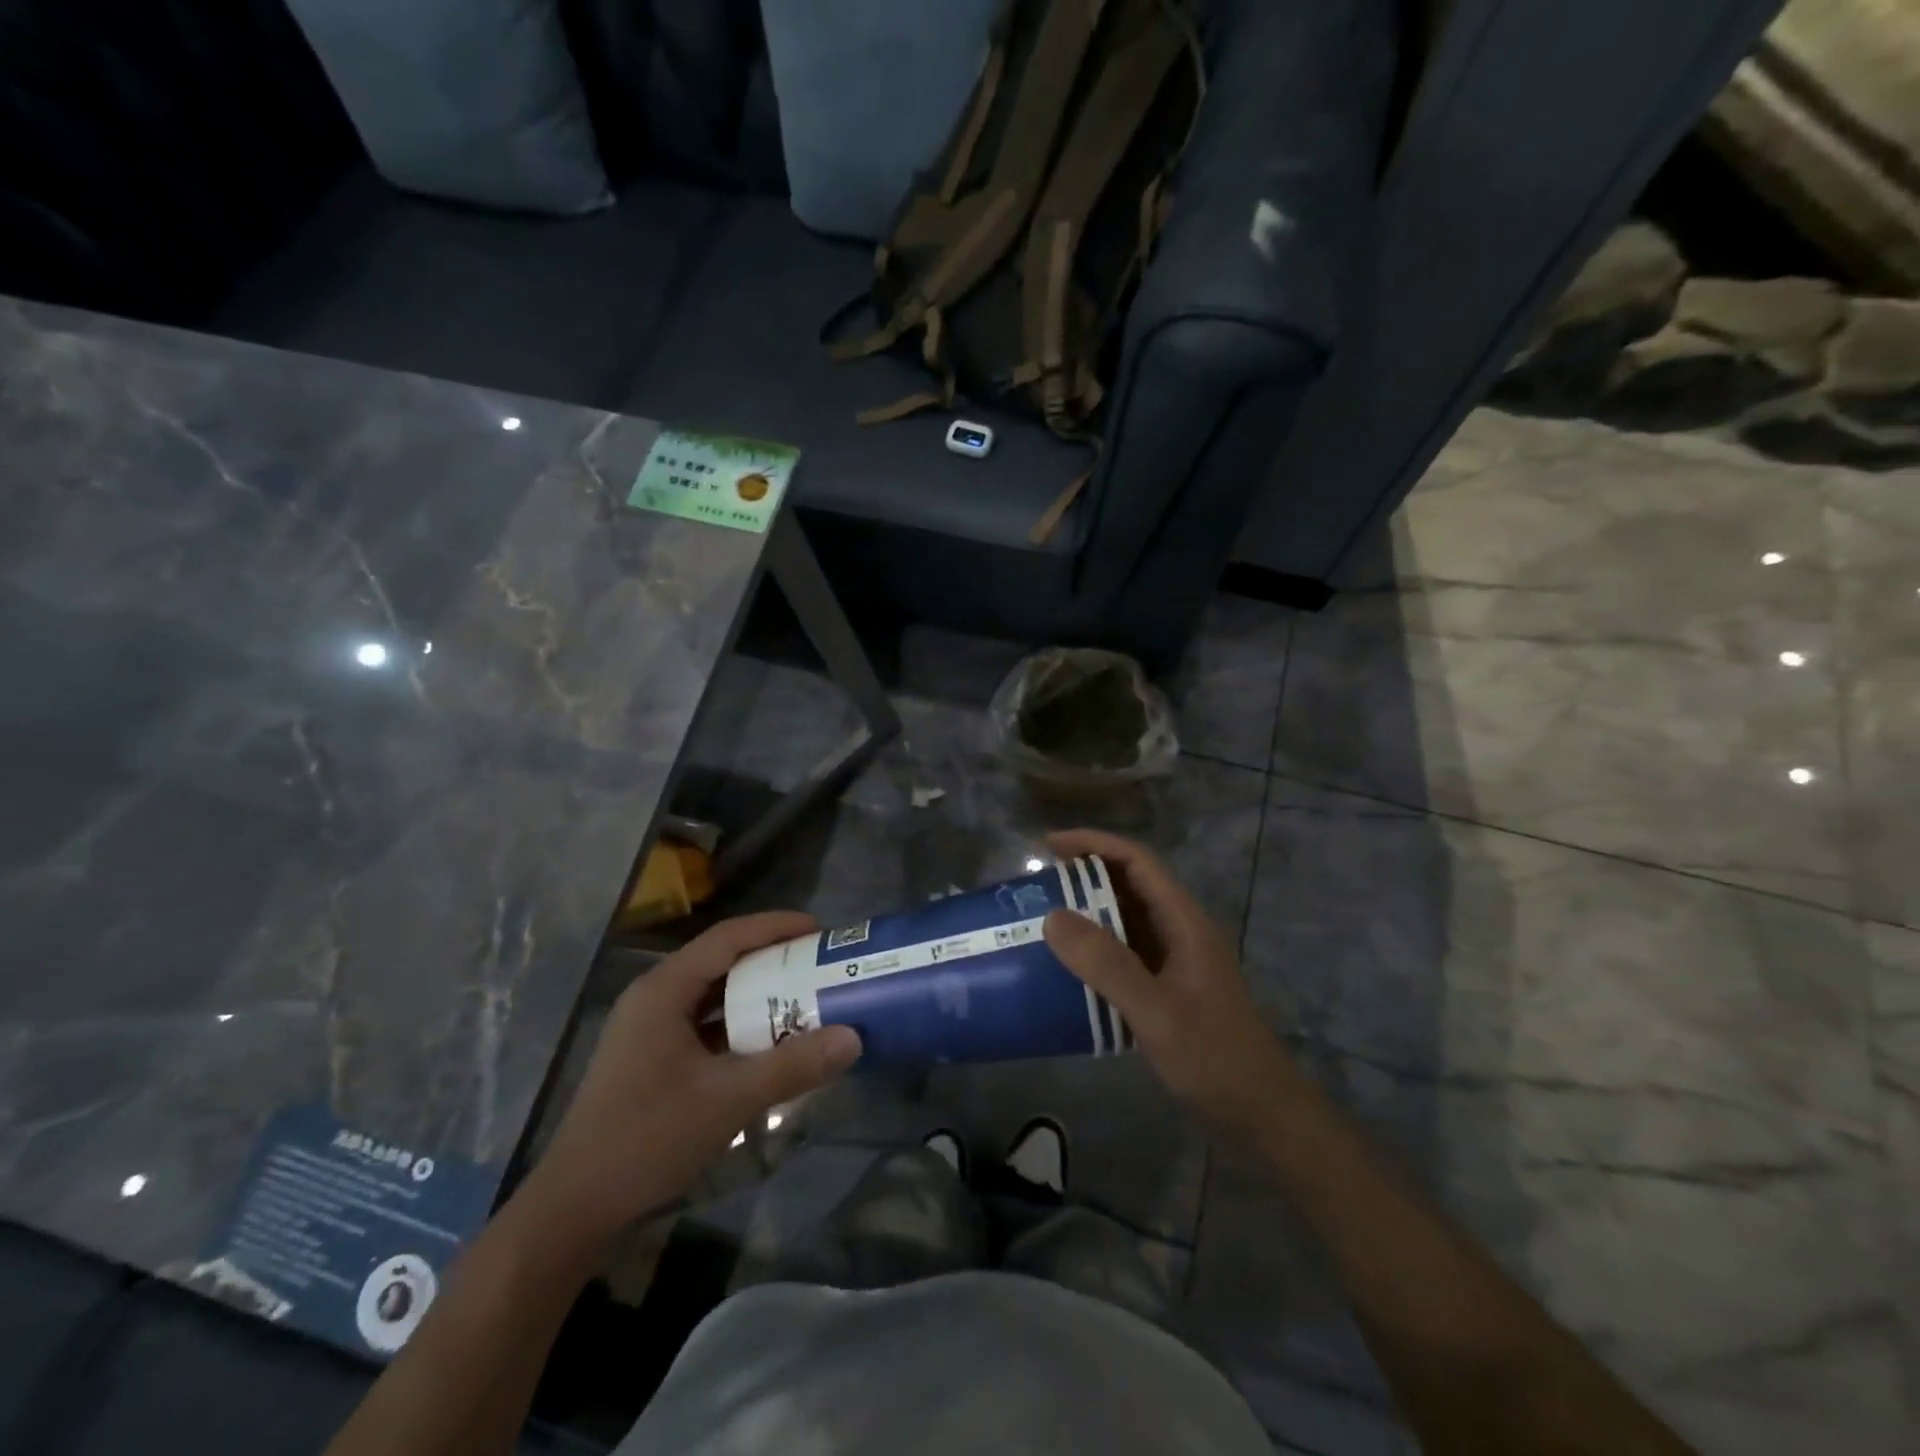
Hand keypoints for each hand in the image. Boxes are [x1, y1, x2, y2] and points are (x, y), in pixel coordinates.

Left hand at [518, 912, 862, 1250]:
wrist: (574, 1207)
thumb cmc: (646, 1139)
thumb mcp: (728, 1100)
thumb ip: (792, 1067)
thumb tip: (853, 1038)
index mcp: (664, 991)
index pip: (727, 938)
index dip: (775, 927)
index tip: (818, 929)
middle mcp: (654, 998)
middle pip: (721, 961)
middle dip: (771, 959)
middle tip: (818, 964)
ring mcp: (649, 1029)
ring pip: (712, 994)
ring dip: (756, 993)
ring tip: (803, 995)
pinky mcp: (652, 1057)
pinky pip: (704, 1024)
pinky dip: (739, 1024)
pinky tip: (768, 1041)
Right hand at [1042, 830, 1304, 1137]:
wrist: (1260, 1112)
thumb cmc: (1213, 1056)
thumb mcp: (1155, 1010)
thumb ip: (1106, 964)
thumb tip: (1052, 917)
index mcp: (1183, 921)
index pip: (1137, 861)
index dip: (1094, 844)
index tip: (1048, 845)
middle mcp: (1179, 930)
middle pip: (1129, 885)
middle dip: (1083, 876)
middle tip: (1035, 884)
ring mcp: (1174, 960)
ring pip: (1125, 919)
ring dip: (1086, 913)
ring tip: (1041, 919)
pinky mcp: (1166, 987)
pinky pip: (1124, 953)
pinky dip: (1094, 949)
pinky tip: (1066, 968)